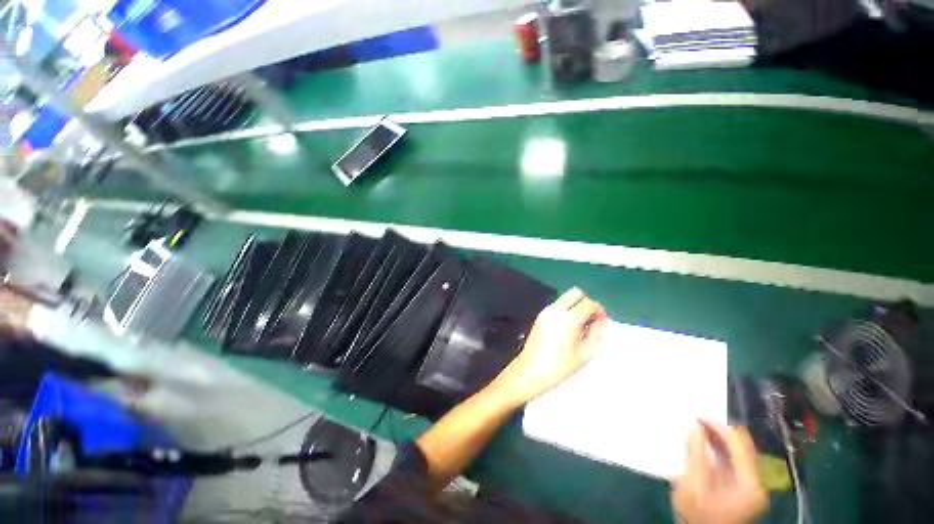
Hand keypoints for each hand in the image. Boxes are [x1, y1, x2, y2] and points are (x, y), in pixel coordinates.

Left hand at [492, 288, 606, 406]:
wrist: (531, 370)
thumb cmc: (560, 366)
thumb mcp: (585, 353)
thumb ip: (595, 333)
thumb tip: (601, 320)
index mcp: (569, 319)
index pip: (588, 303)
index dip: (599, 310)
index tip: (603, 320)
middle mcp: (556, 310)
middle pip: (576, 292)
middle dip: (587, 301)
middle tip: (592, 317)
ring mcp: (546, 311)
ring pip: (565, 297)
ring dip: (576, 305)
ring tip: (581, 324)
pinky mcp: (540, 315)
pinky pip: (557, 305)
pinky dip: (566, 309)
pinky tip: (568, 326)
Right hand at [672, 421, 768, 523]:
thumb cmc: (698, 514)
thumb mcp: (693, 485)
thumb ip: (696, 455)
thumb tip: (696, 428)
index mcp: (750, 482)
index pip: (739, 443)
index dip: (719, 426)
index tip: (697, 415)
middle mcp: (758, 481)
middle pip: (743, 446)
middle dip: (719, 431)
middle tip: (696, 421)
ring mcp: (753, 485)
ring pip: (739, 452)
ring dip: (719, 440)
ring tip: (697, 431)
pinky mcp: (744, 487)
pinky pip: (735, 460)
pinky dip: (720, 450)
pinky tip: (704, 447)